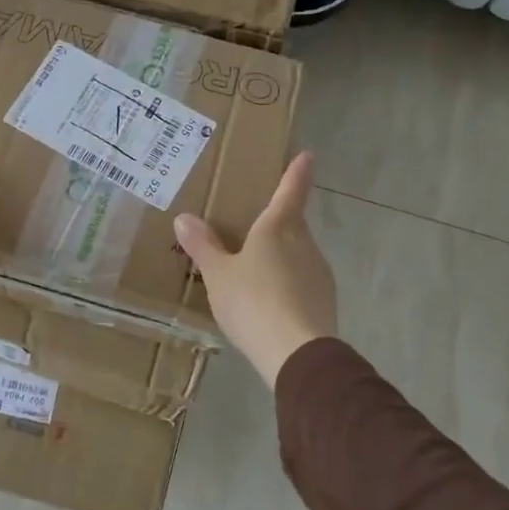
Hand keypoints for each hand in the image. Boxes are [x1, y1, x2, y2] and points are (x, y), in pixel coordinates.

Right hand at [173, 151, 336, 386]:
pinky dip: (287, 282)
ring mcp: (318, 273)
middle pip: (293, 224)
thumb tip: (184, 218)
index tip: (307, 155)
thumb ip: (203, 246)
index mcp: (278, 228)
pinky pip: (301, 281)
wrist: (297, 353)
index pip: (290, 191)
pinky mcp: (324, 301)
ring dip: (282, 254)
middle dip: (280, 220)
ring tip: (256, 268)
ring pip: (298, 253)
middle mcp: (304, 243)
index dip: (297, 172)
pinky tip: (270, 300)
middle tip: (258, 222)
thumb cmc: (253, 302)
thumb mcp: (218, 275)